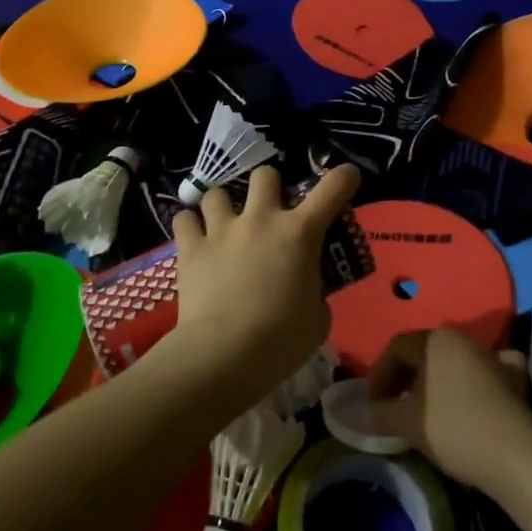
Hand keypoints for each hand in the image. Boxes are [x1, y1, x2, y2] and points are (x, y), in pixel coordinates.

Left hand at [167, 164, 360, 416]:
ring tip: (224, 224)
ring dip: (224, 205)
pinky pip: (184, 219)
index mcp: (300, 233)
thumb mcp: (317, 319)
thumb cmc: (280, 341)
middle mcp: (261, 219)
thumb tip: (307, 292)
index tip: (347, 178)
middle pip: (265, 175)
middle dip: (270, 187)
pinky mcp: (191, 248)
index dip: (344, 177)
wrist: (224, 355)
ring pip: (218, 192)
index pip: (332, 188)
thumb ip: (316, 294)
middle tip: (270, 212)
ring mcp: (222, 229)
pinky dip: (189, 225)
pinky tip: (194, 238)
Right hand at [366, 329, 531, 495]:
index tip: (372, 405)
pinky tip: (464, 399)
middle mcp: (461, 339)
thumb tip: (367, 410)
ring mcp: (489, 356)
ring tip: (421, 411)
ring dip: (430, 382)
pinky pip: (479, 373)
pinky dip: (466, 383)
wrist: (516, 456)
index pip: (396, 348)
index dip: (379, 375)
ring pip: (449, 362)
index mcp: (434, 339)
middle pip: (422, 352)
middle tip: (391, 407)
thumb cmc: (454, 430)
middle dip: (402, 378)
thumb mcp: (408, 422)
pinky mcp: (510, 378)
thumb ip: (381, 412)